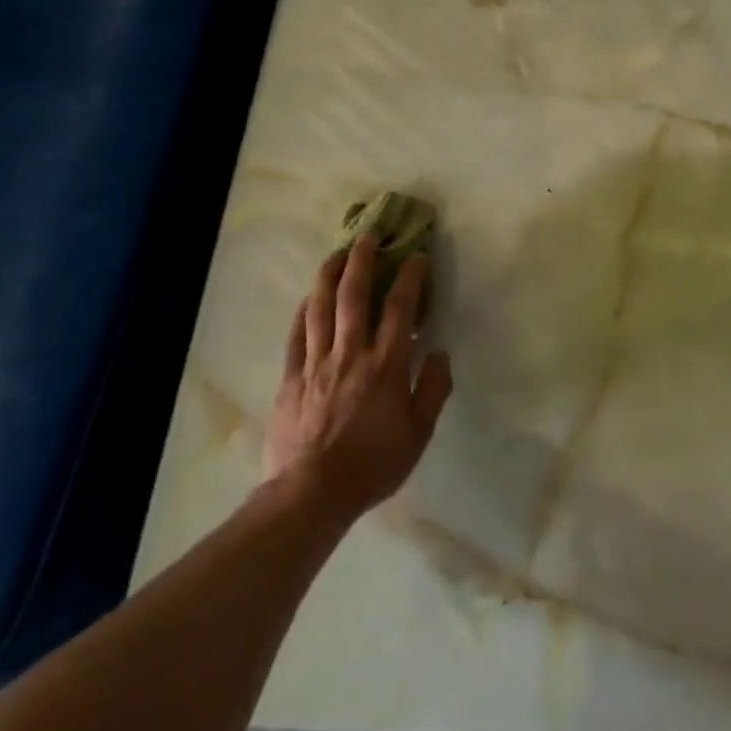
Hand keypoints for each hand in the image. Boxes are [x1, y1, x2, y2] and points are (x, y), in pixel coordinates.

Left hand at [262, 236, 453, 520]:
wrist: (312, 492)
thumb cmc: (373, 465)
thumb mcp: (418, 434)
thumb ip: (433, 390)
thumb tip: (439, 353)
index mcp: (386, 366)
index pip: (400, 309)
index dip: (410, 277)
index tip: (417, 256)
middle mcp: (350, 354)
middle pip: (355, 296)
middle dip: (363, 261)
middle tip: (369, 237)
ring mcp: (316, 363)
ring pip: (321, 308)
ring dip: (330, 275)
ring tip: (337, 253)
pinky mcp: (291, 378)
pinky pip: (296, 335)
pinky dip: (303, 312)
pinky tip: (308, 299)